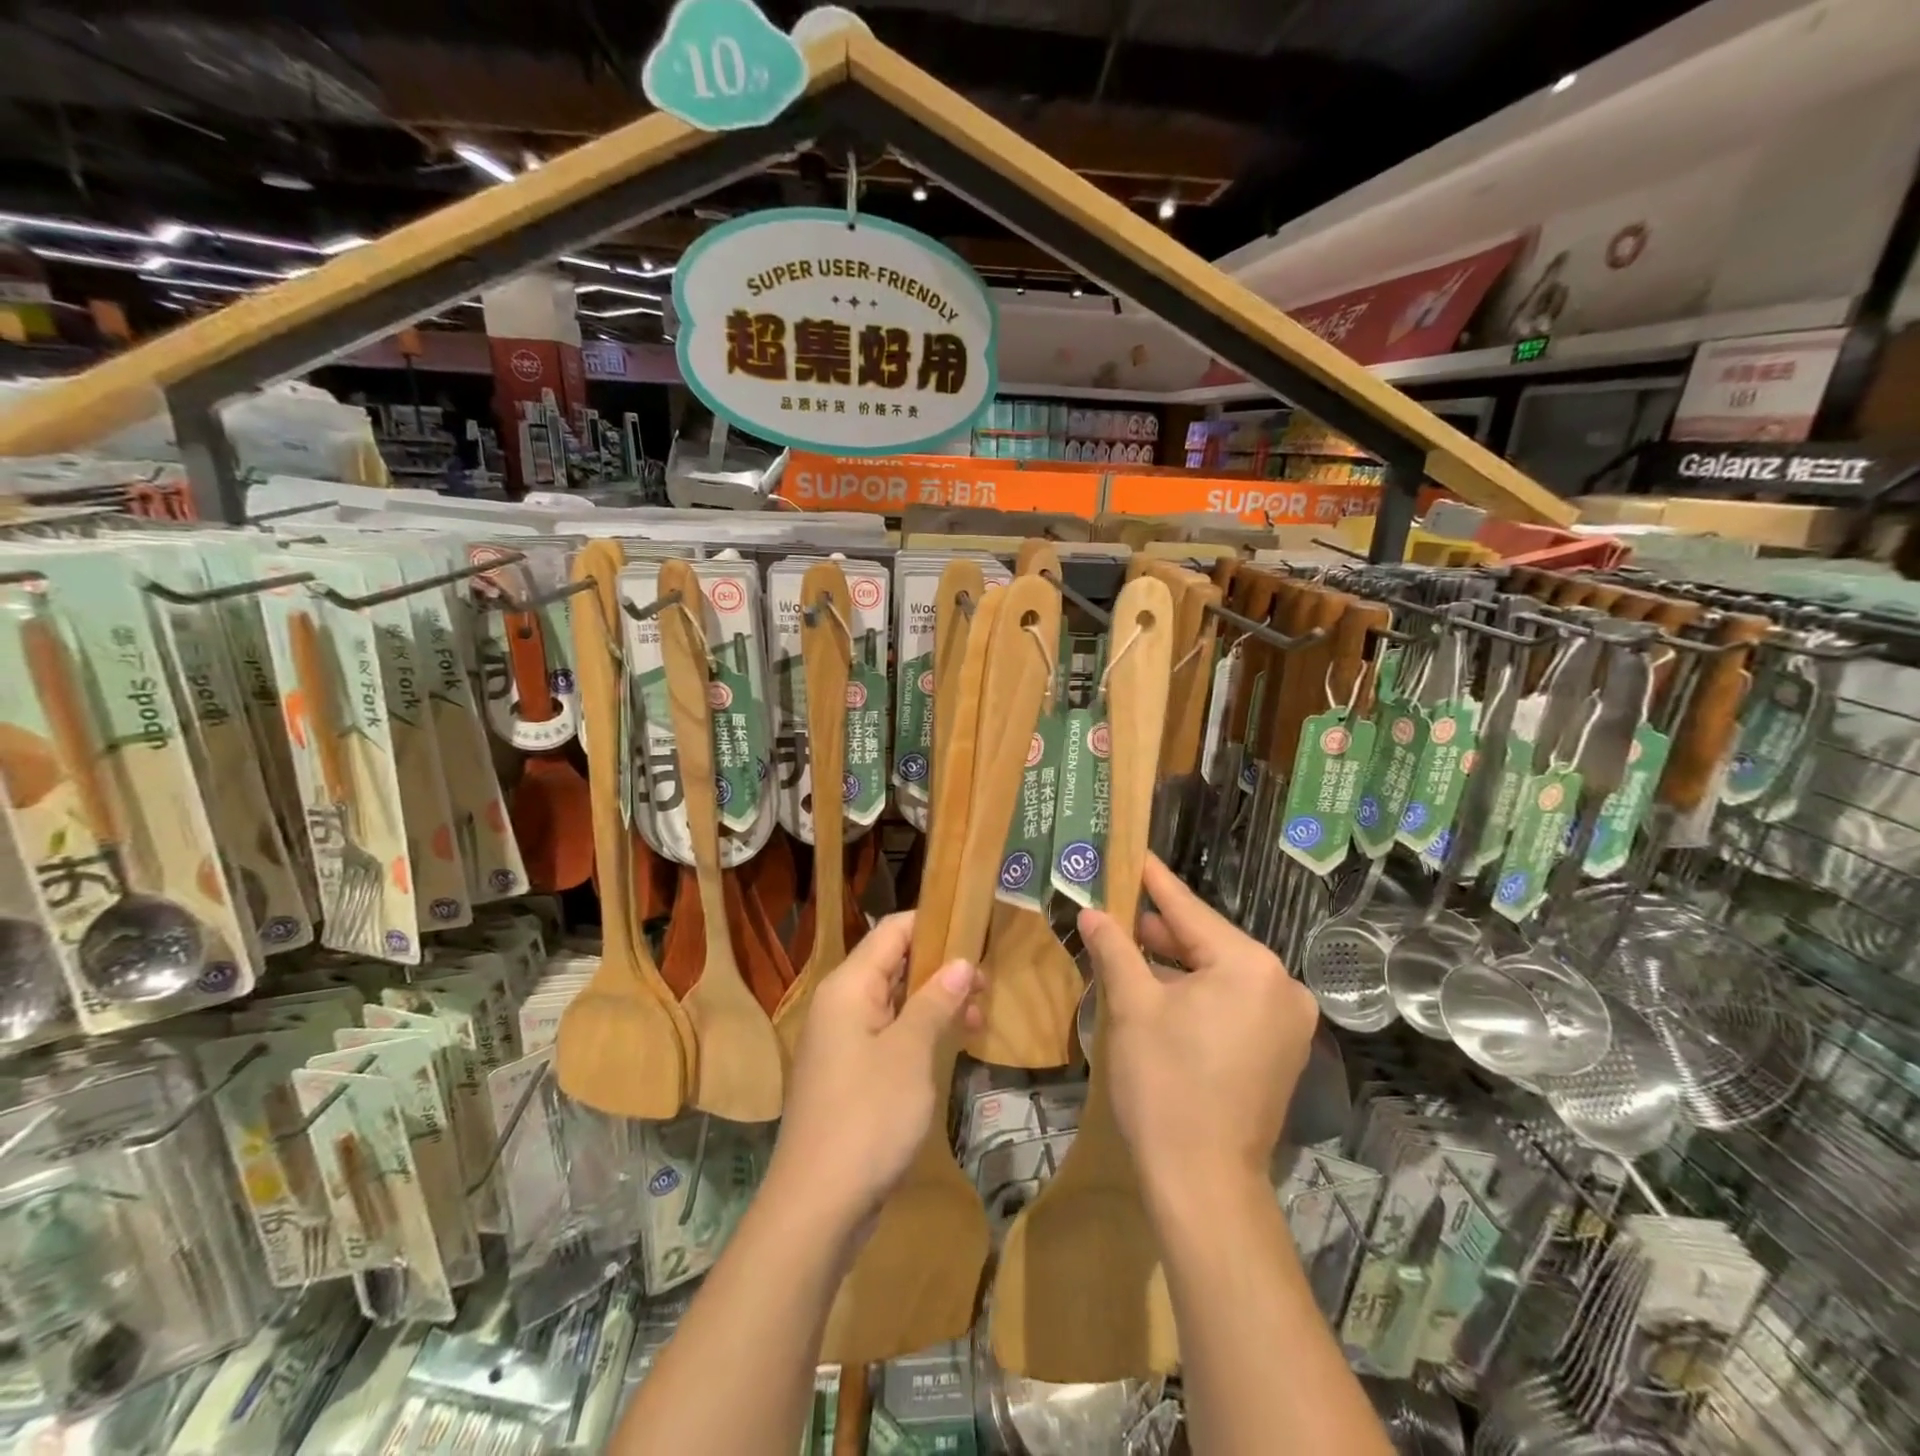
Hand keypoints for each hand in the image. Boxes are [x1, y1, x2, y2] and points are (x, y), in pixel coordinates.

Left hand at [768, 912, 983, 1233]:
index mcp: (849, 986)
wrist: (817, 1206)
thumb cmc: (868, 1117)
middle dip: (941, 967)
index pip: (892, 931)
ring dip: (934, 1002)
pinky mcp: (848, 1073)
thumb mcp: (911, 1053)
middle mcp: (840, 1004)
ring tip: (978, 1017)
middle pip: (894, 963)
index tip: (976, 930)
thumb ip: (935, 1001)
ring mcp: (842, 1040)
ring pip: (894, 1000)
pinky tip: (949, 1045)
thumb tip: (961, 962)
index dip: (934, 923)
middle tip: (986, 984)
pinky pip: (887, 1033)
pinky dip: (918, 1031)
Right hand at [1079, 855, 1316, 1195]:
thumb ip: (1115, 948)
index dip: (1155, 882)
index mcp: (1249, 966)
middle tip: (1118, 907)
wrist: (1203, 1183)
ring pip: (1221, 972)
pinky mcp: (1282, 1049)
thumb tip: (1093, 913)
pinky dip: (1199, 991)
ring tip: (1132, 946)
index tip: (1136, 854)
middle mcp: (1281, 985)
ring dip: (1178, 963)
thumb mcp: (1132, 1007)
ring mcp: (1288, 1021)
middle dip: (1162, 929)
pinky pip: (1234, 1001)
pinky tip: (1162, 989)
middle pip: (1209, 941)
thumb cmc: (1164, 1085)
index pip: (1190, 911)